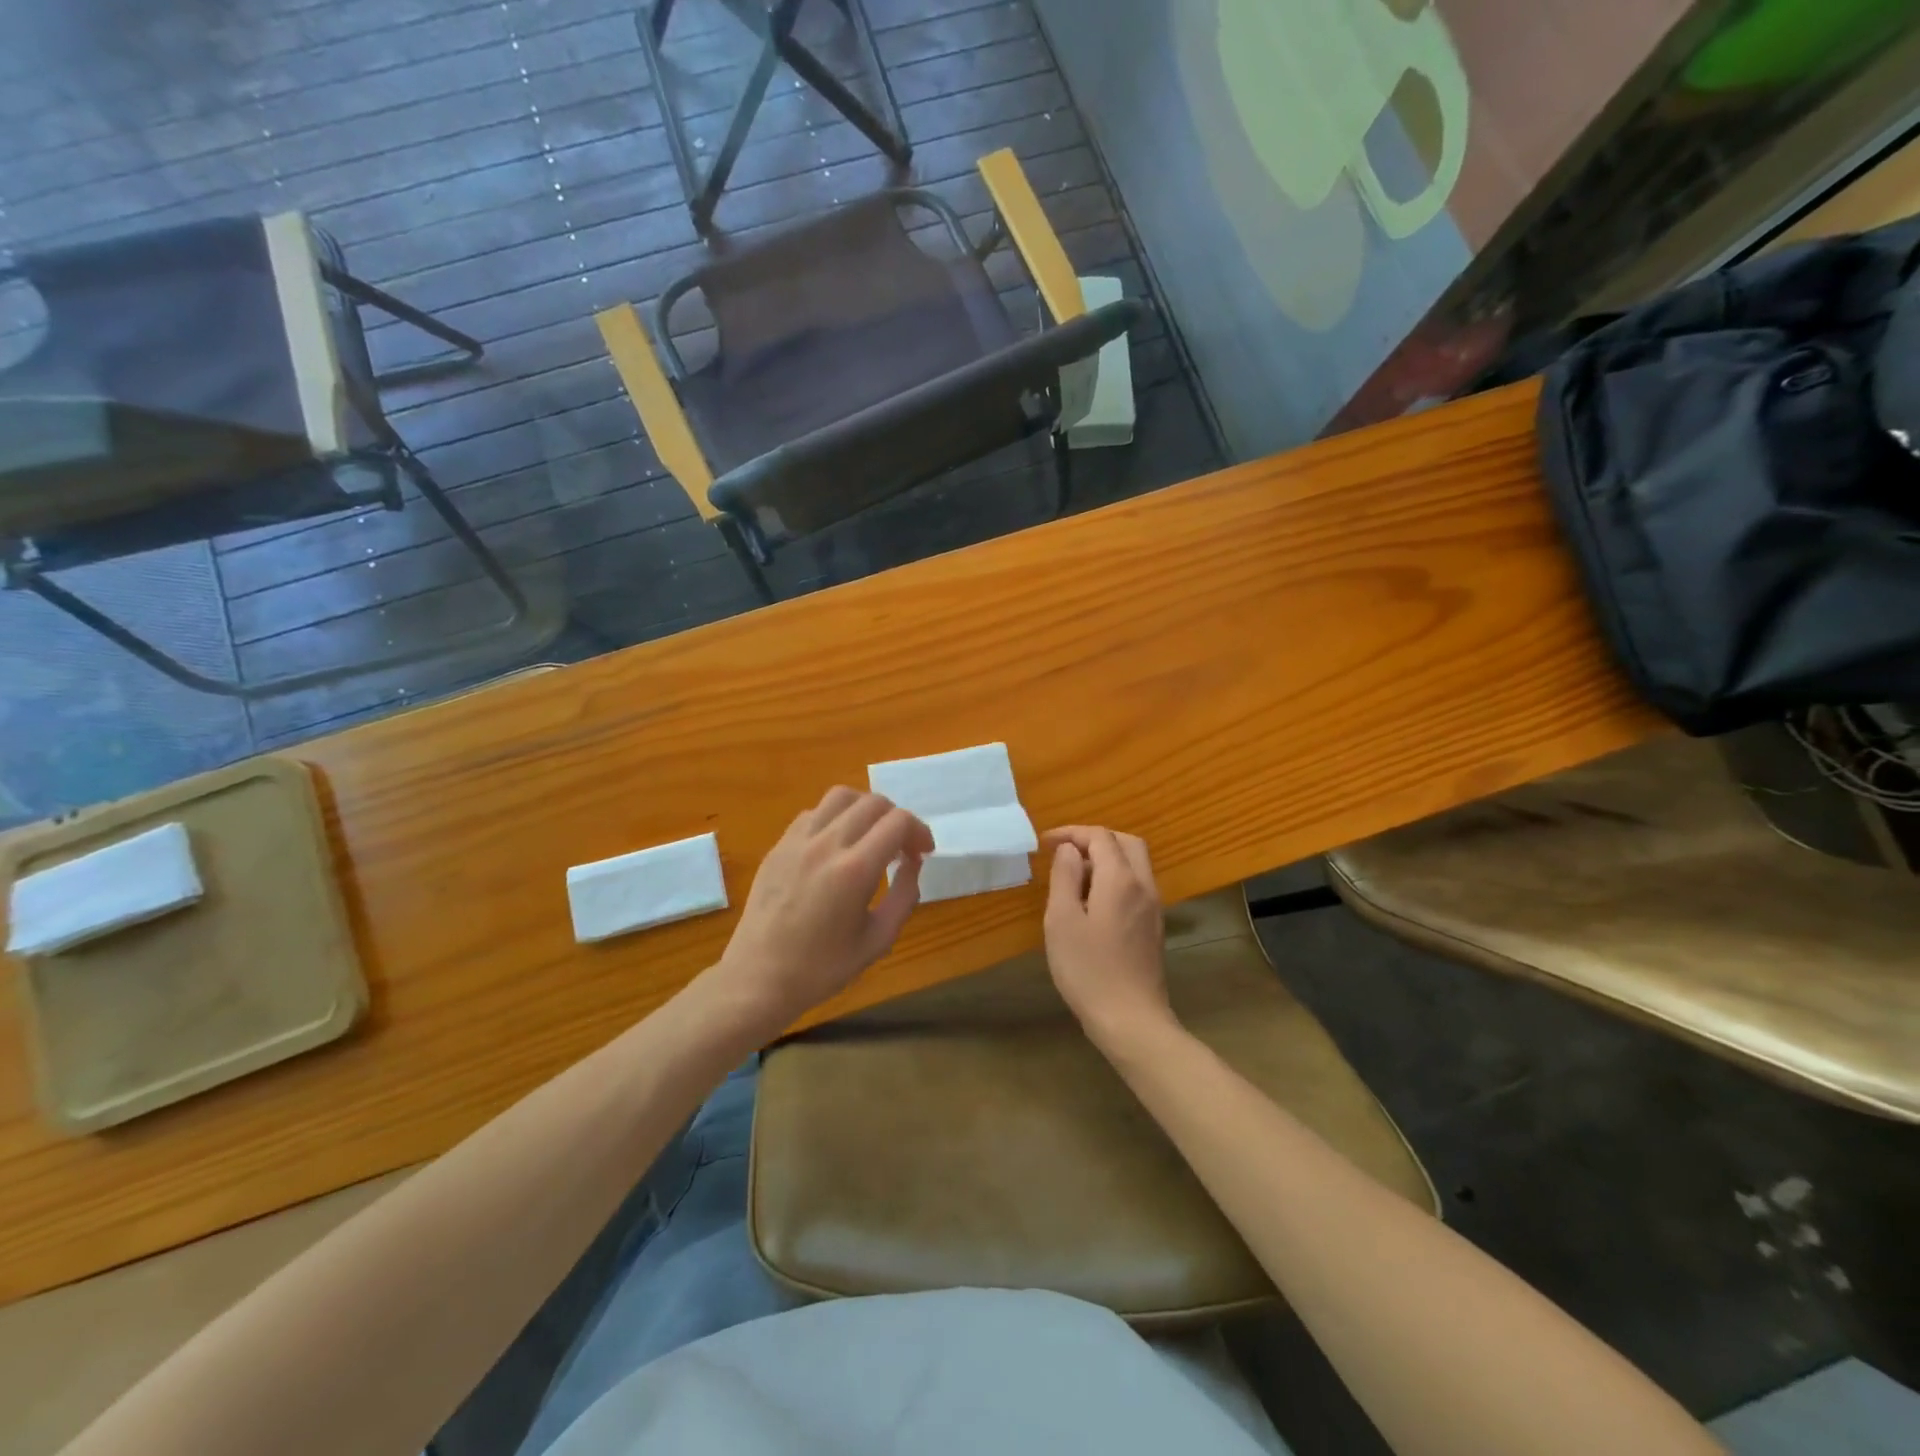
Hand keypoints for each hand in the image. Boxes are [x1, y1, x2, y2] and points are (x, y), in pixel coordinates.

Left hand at [707, 787, 932, 1036]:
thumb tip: (913, 864)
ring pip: (841, 796)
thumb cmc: (822, 968)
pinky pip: (813, 813)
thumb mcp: (878, 940)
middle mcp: (827, 844)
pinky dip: (834, 819)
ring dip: (865, 809)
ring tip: (870, 836)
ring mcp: (798, 841)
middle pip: (873, 802)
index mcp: (855, 870)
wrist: (759, 978)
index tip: (922, 853)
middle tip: (901, 848)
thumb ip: (904, 897)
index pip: (898, 822)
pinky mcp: (779, 846)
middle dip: (897, 819)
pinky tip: (836, 846)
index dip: (919, 831)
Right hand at [1042, 826, 1175, 1053]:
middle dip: (1095, 839)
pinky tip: (1093, 903)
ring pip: (1135, 865)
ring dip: (1107, 859)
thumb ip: (1065, 877)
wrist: (1131, 1020)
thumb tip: (1069, 850)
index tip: (1045, 843)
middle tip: (1065, 852)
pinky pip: (1137, 886)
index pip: (1100, 837)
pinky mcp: (1153, 928)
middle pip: (1126, 843)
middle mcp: (1143, 886)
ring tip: (1074, 878)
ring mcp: (1153, 908)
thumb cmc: (1088, 969)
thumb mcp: (1062, 920)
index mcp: (1120, 879)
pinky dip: (1115, 879)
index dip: (1072, 833)